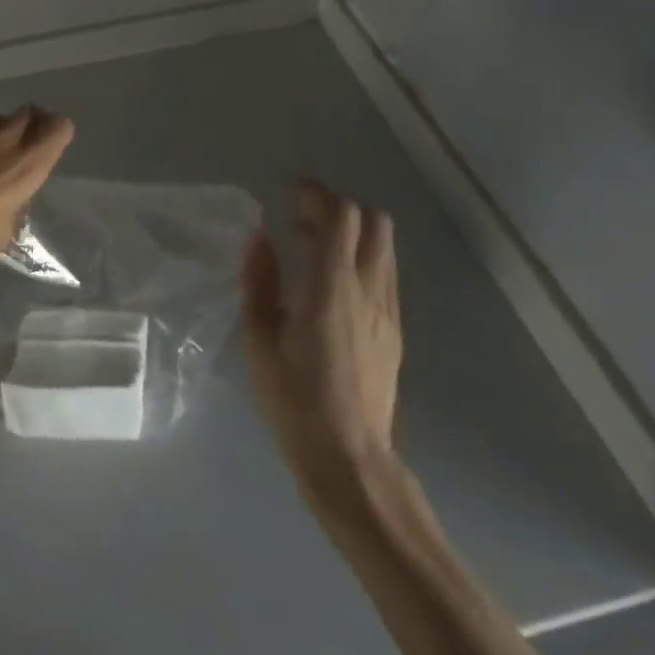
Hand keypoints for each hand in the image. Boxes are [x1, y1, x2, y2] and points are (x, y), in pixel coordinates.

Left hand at [0, 106, 74, 296]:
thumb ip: (14, 202)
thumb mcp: (3, 231)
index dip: (57, 133)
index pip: (59, 127)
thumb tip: (9, 195)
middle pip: (28, 113)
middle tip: (21, 148)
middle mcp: (3, 140)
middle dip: (30, 126)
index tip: (50, 146)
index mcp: (26, 165)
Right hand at [242, 179, 402, 478]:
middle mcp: (368, 290)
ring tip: (317, 248)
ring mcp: (388, 312)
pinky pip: (385, 276)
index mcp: (332, 287)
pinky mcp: (396, 333)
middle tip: (304, 219)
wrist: (350, 460)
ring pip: (384, 248)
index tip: (291, 193)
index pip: (342, 216)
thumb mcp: (259, 339)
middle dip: (340, 208)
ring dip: (354, 234)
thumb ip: (259, 281)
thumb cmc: (295, 400)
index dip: (318, 194)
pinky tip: (335, 285)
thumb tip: (260, 238)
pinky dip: (362, 261)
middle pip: (374, 222)